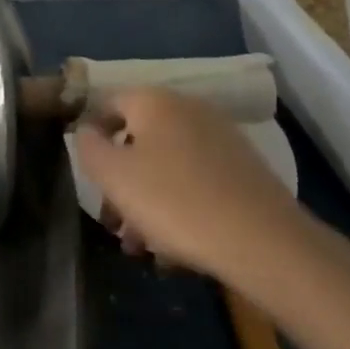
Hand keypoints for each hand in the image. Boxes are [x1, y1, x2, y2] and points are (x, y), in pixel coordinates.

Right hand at [75, 88, 301, 286]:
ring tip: (142, 247)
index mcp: (154, 101)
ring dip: (147, 200)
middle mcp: (188, 108)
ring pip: (168, 164)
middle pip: (139, 138)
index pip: (109, 103)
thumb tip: (86, 130)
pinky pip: (197, 179)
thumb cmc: (174, 201)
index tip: (88, 177)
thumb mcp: (114, 176)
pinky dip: (180, 204)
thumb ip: (89, 147)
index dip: (92, 135)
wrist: (263, 240)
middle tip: (113, 223)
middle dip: (121, 181)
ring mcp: (220, 136)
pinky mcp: (243, 168)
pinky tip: (176, 247)